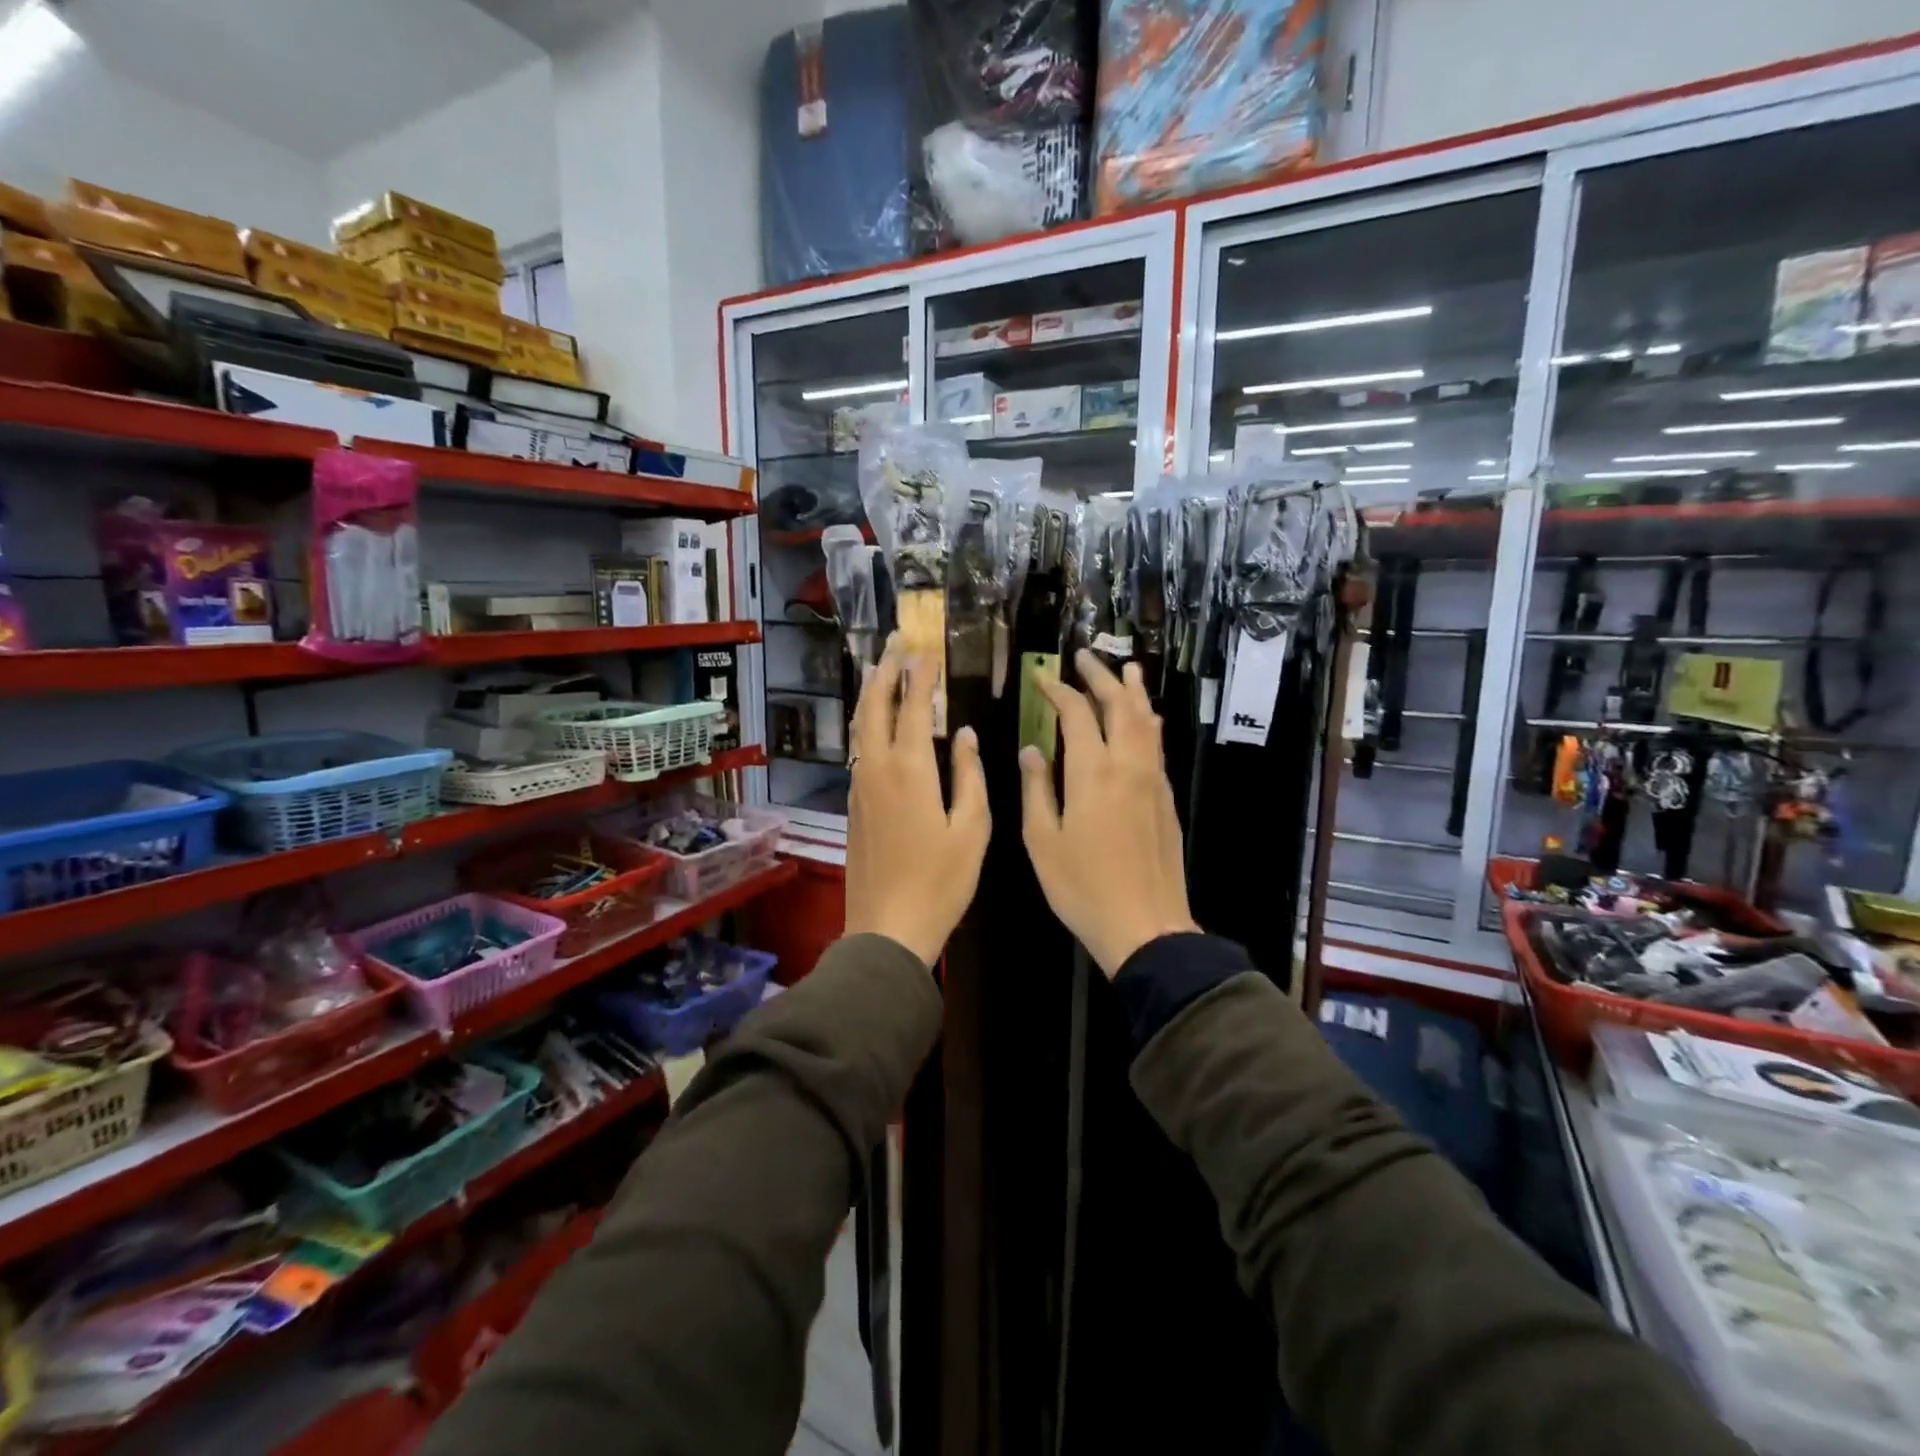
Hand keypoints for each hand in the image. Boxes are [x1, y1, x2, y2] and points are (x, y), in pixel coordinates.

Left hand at [844, 633, 990, 965]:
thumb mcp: (972, 829)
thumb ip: (969, 775)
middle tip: (893, 643)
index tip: (926, 651)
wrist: (887, 927)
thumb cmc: (941, 881)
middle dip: (884, 671)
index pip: (912, 707)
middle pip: (873, 707)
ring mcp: (859, 787)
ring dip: (871, 695)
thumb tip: (964, 735)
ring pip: (859, 727)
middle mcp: (876, 769)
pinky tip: (878, 724)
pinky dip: (867, 725)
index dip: (920, 676)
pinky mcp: (853, 805)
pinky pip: (859, 750)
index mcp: (910, 770)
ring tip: (881, 671)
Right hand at [1020, 650, 1198, 976]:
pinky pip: (1156, 745)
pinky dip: (1147, 722)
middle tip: (1086, 657)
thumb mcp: (1042, 840)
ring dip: (1134, 692)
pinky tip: (1145, 721)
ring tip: (1127, 669)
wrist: (1146, 926)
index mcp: (1092, 772)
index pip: (1077, 714)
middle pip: (1119, 706)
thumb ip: (1037, 789)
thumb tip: (1031, 750)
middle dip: (1101, 677)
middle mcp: (1127, 765)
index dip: (1059, 691)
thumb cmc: (1082, 887)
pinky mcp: (1166, 798)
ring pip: (1146, 722)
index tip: (1043, 679)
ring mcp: (1152, 780)